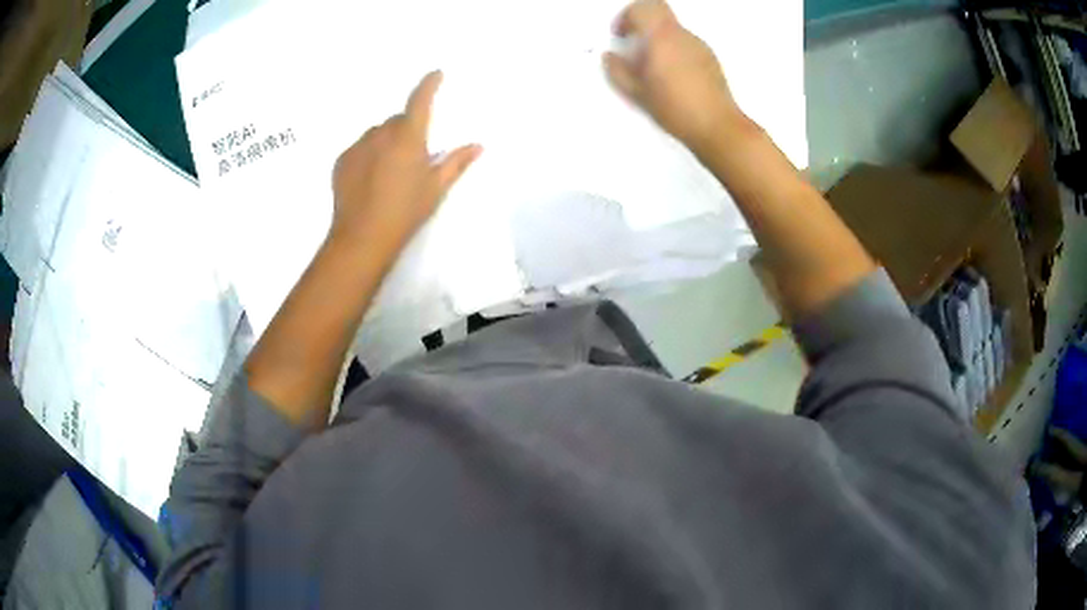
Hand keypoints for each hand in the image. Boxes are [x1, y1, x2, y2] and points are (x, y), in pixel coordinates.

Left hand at [330, 71, 481, 254]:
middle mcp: (381, 134)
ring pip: (376, 134)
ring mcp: (357, 146)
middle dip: (406, 130)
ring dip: (385, 142)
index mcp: (408, 138)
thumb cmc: (405, 213)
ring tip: (388, 171)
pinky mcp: (341, 161)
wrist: (362, 238)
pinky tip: (370, 180)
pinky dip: (367, 155)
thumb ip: (456, 163)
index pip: (420, 101)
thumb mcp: (435, 189)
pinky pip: (359, 148)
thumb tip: (478, 145)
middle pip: (397, 121)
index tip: (435, 74)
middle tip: (411, 156)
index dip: (428, 85)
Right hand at [604, 0, 745, 154]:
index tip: (620, 35)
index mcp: (661, 37)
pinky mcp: (710, 57)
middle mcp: (682, 35)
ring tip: (653, 66)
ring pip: (673, 28)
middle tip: (633, 41)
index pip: (641, 8)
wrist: (717, 126)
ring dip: (658, 37)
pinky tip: (673, 76)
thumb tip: (610, 56)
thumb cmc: (674, 108)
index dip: (625, 17)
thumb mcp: (637, 93)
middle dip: (641, 20)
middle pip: (658, 10)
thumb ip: (618, 71)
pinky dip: (674, 49)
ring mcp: (699, 45)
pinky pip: (686, 43)